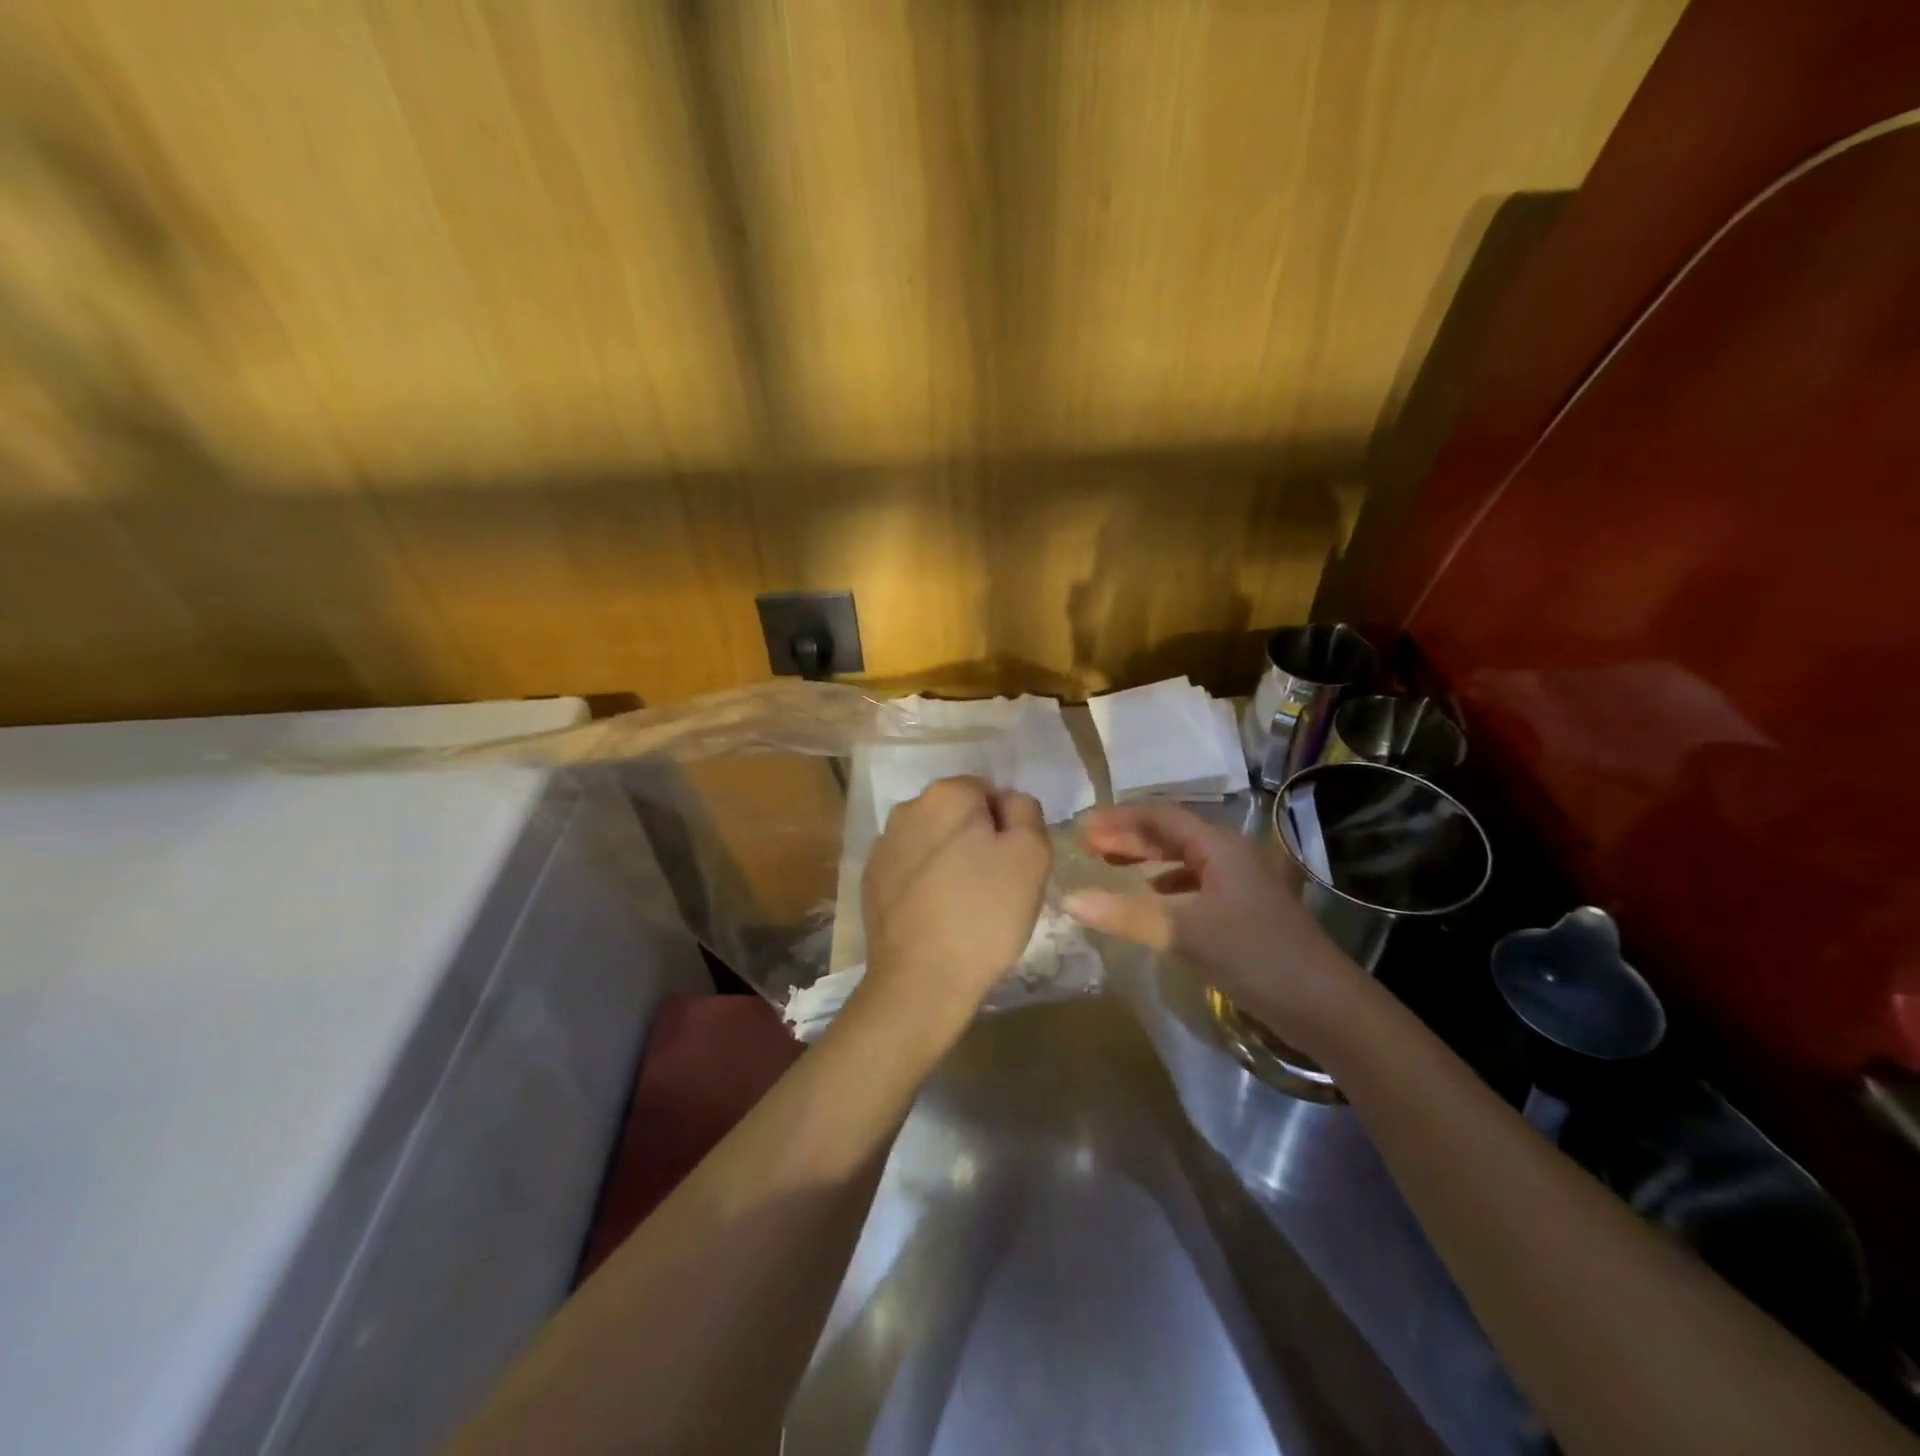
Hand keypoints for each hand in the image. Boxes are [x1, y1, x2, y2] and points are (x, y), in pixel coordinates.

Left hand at [857, 776, 1051, 1043]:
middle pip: (957, 814)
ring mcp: (883, 844)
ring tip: (964, 904)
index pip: (989, 792)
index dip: (1007, 826)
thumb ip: (1025, 811)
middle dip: (976, 839)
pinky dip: (925, 882)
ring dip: (950, 859)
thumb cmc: (985, 913)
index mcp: (946, 794)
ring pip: (932, 841)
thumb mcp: (1031, 855)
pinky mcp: (871, 879)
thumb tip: (1007, 801)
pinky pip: (910, 868)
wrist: (921, 979)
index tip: (1012, 864)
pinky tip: (936, 915)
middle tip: (994, 885)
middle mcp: (908, 808)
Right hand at [1062, 802, 1366, 1058]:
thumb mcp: (1185, 933)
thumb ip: (1126, 914)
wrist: (1324, 1006)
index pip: (1161, 817)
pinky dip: (1164, 886)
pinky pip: (1193, 884)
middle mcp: (1230, 856)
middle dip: (1128, 836)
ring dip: (1145, 859)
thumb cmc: (1255, 956)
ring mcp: (1239, 884)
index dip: (1119, 819)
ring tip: (1110, 866)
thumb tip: (1069, 899)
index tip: (1082, 828)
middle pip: (1171, 834)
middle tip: (1088, 846)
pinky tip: (1150, 901)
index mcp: (1219, 847)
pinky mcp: (1242, 911)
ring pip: (1183, 859)